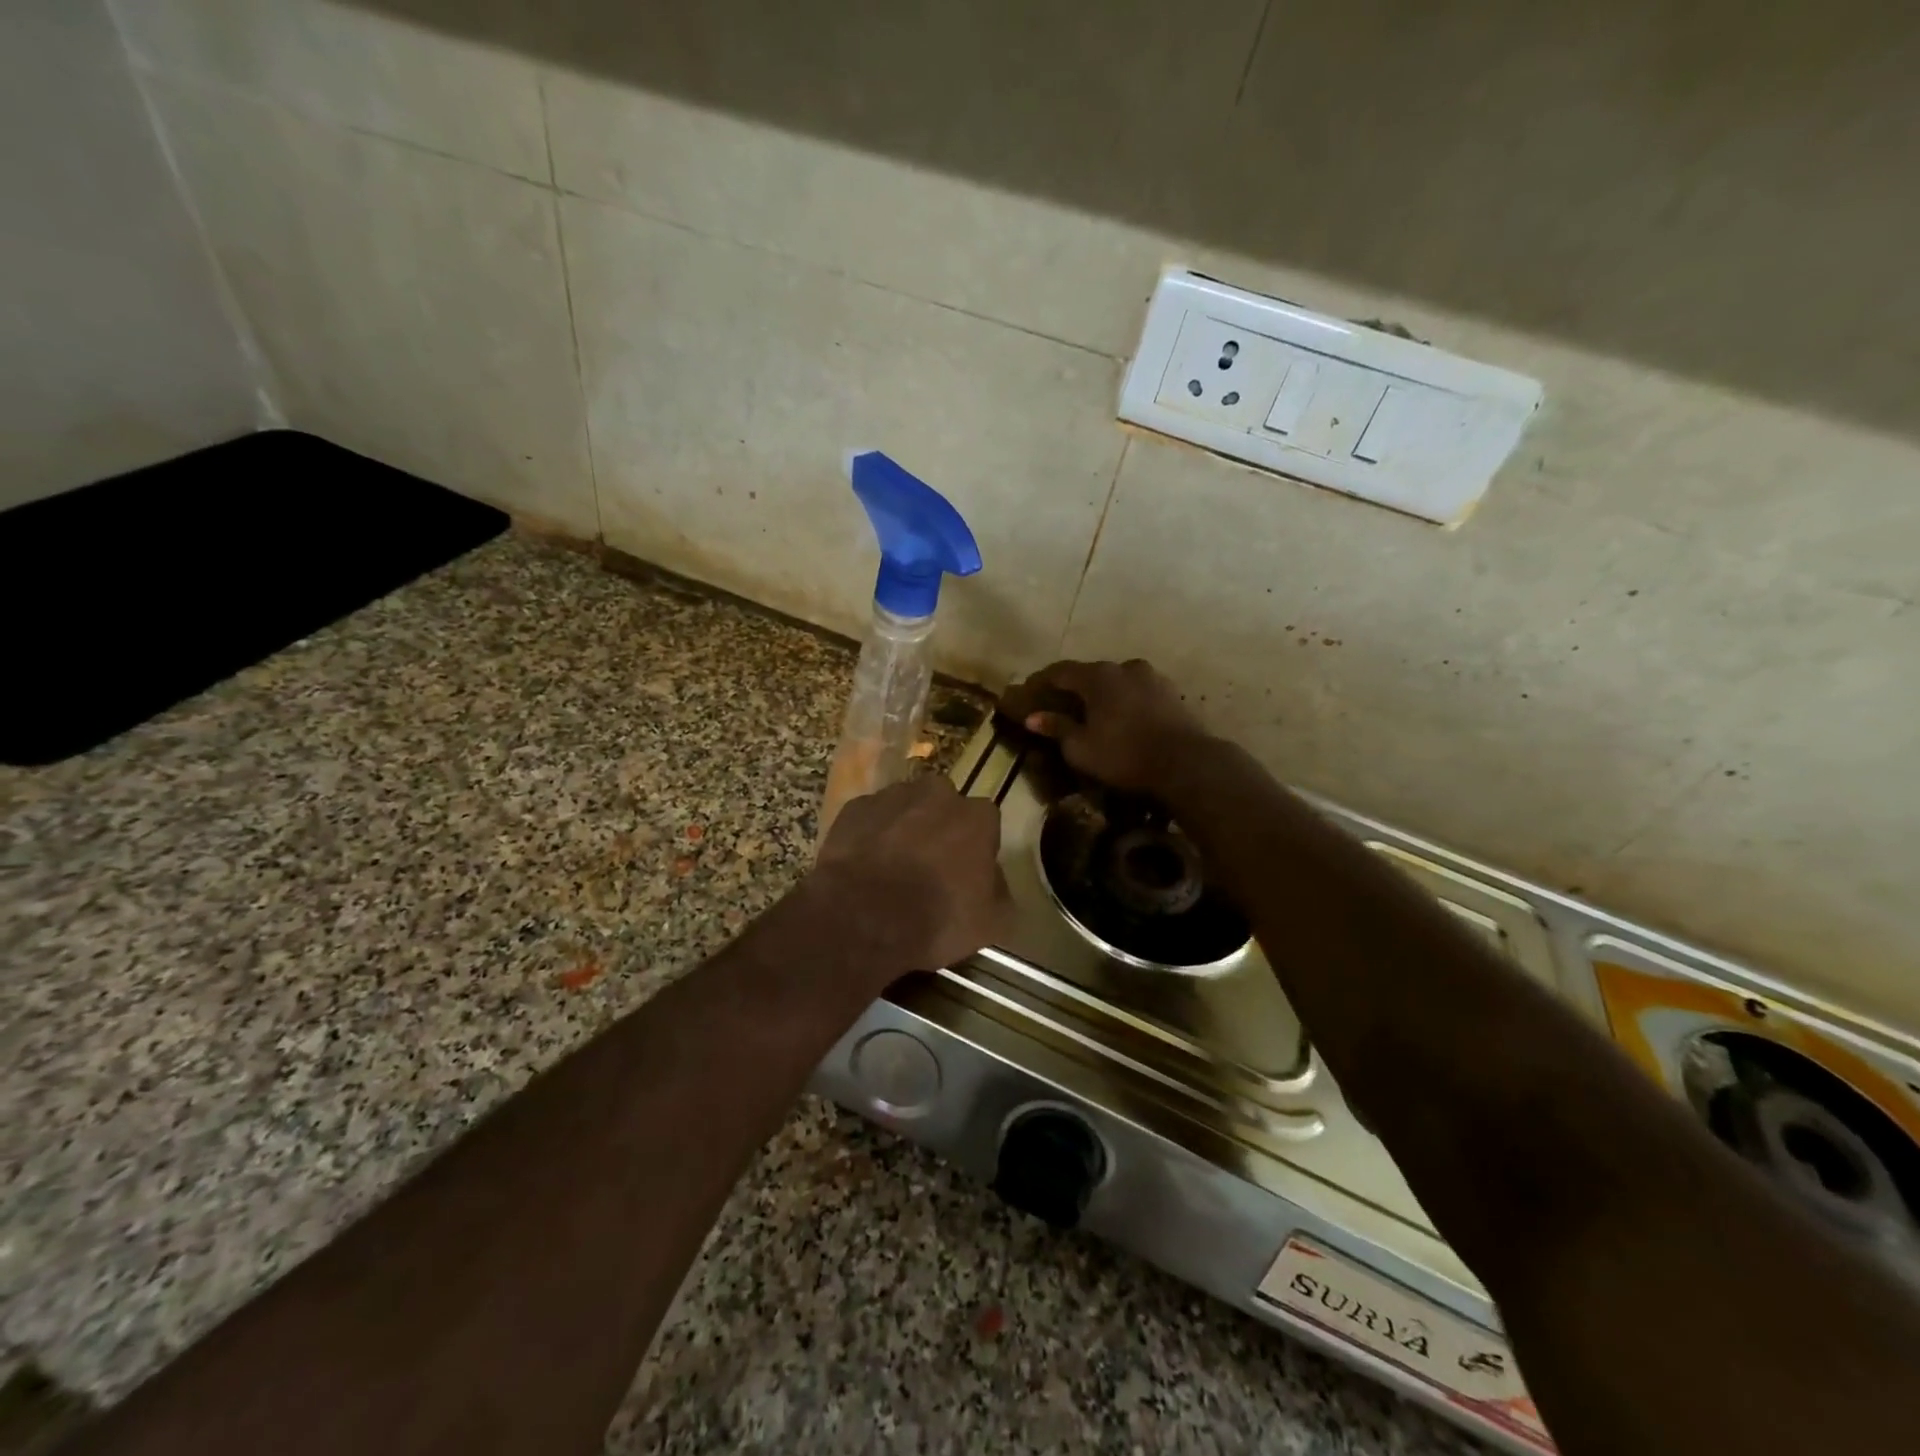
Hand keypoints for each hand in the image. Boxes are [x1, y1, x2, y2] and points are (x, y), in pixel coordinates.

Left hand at [812, 776, 1008, 968]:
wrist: (861, 918)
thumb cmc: (935, 919)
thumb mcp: (991, 924)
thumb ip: (1000, 892)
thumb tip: (993, 879)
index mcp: (976, 817)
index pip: (986, 822)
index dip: (977, 846)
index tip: (968, 871)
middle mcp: (936, 794)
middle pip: (944, 805)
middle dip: (940, 828)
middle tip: (930, 866)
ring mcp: (891, 797)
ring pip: (905, 806)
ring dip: (904, 827)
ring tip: (893, 866)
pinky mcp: (854, 808)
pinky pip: (871, 817)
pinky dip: (870, 834)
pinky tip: (865, 864)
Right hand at [1001, 659, 1208, 793]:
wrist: (1186, 763)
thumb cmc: (1124, 754)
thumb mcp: (1081, 748)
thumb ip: (1057, 727)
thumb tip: (1033, 717)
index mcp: (1097, 676)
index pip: (1060, 671)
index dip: (1042, 681)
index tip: (1030, 692)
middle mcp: (1123, 667)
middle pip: (1090, 673)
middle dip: (1074, 688)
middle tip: (1061, 705)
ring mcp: (1151, 677)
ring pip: (1117, 681)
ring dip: (1102, 694)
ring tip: (1095, 713)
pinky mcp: (1171, 692)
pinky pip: (1137, 692)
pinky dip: (1125, 701)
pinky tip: (1122, 718)